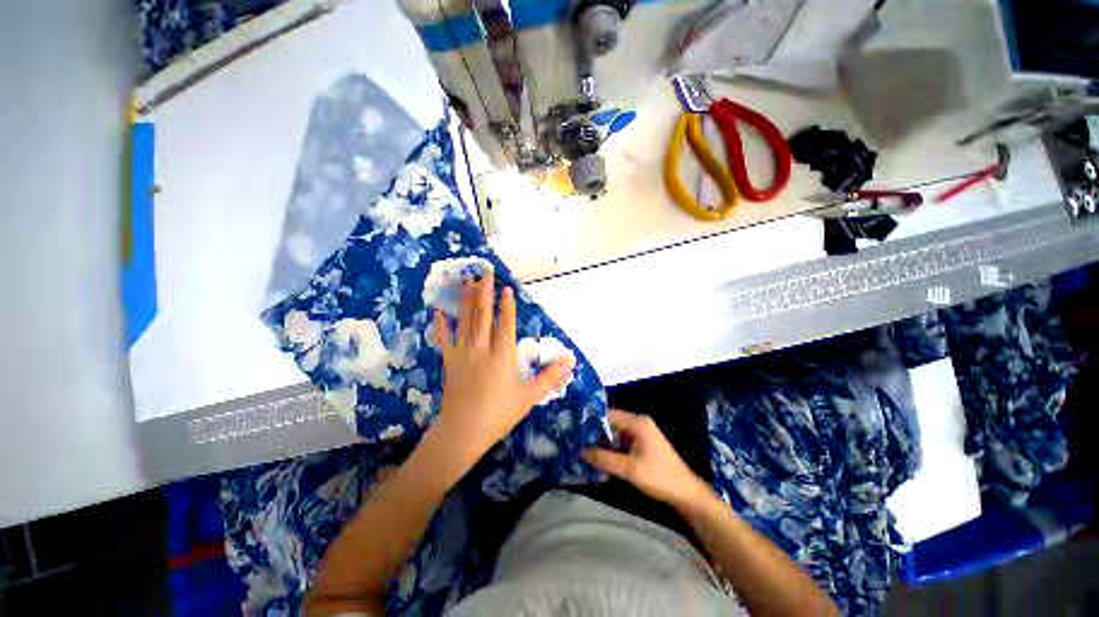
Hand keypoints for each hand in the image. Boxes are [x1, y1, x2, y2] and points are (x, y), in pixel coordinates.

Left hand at [430, 275, 574, 469]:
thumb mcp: (530, 396)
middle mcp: (481, 348)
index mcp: (502, 355)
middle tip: (485, 272)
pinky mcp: (449, 361)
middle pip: (483, 315)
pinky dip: (441, 324)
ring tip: (468, 282)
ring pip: (465, 321)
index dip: (507, 305)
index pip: (505, 323)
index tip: (506, 288)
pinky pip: (443, 338)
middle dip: (485, 292)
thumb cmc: (499, 413)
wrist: (463, 431)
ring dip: (467, 300)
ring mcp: (462, 353)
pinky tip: (438, 310)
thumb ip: (551, 376)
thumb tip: (571, 359)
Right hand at [583, 409, 712, 509]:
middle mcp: (638, 423)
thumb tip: (580, 451)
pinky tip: (599, 458)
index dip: (591, 421)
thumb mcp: (629, 469)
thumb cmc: (659, 477)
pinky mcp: (642, 444)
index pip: (608, 414)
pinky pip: (621, 442)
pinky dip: (611, 449)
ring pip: (614, 433)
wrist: (686, 493)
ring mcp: (640, 433)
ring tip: (582, 450)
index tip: (575, 429)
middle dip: (595, 433)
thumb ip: (604, 459)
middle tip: (576, 441)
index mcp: (637, 422)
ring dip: (602, 443)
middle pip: (610, 423)